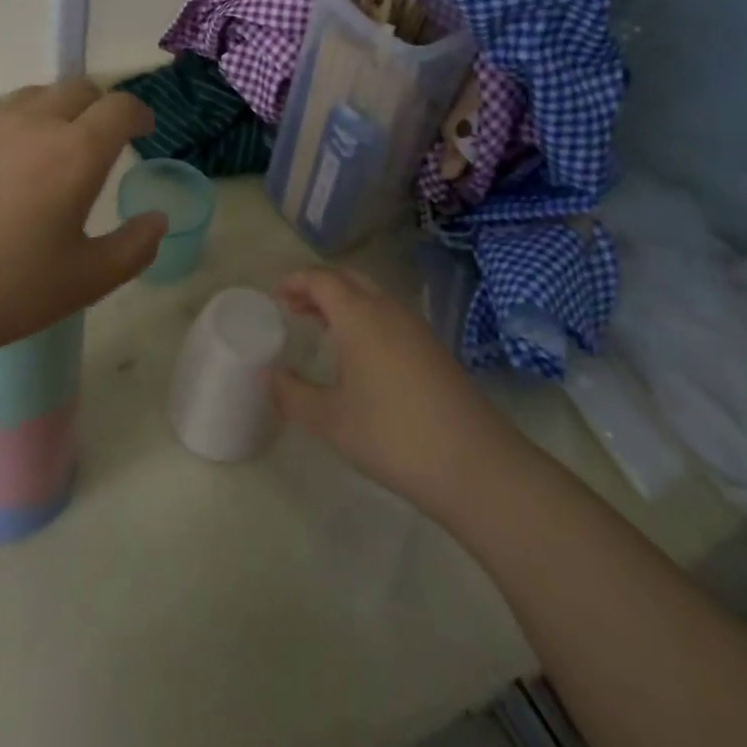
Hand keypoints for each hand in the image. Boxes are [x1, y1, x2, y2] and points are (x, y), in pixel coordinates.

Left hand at [0, 78, 166, 354]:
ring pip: (35, 95)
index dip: (138, 114)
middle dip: (100, 106)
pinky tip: (4, 160)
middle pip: (79, 88)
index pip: (120, 107)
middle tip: (101, 139)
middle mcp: (35, 123)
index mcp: (77, 152)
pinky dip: (14, 123)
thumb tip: (157, 219)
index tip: (143, 132)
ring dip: (56, 109)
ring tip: (52, 146)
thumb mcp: (89, 279)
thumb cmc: (13, 289)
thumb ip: (136, 246)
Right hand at [272, 268, 509, 511]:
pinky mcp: (434, 348)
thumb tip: (268, 375)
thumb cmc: (393, 436)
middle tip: (293, 308)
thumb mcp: (330, 421)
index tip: (274, 296)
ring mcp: (415, 328)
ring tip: (320, 328)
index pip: (321, 279)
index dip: (294, 281)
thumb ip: (292, 394)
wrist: (477, 467)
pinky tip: (359, 354)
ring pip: (371, 296)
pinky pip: (389, 315)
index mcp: (359, 315)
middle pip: (347, 279)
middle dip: (317, 287)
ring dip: (343, 302)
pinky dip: (365, 318)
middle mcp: (387, 310)